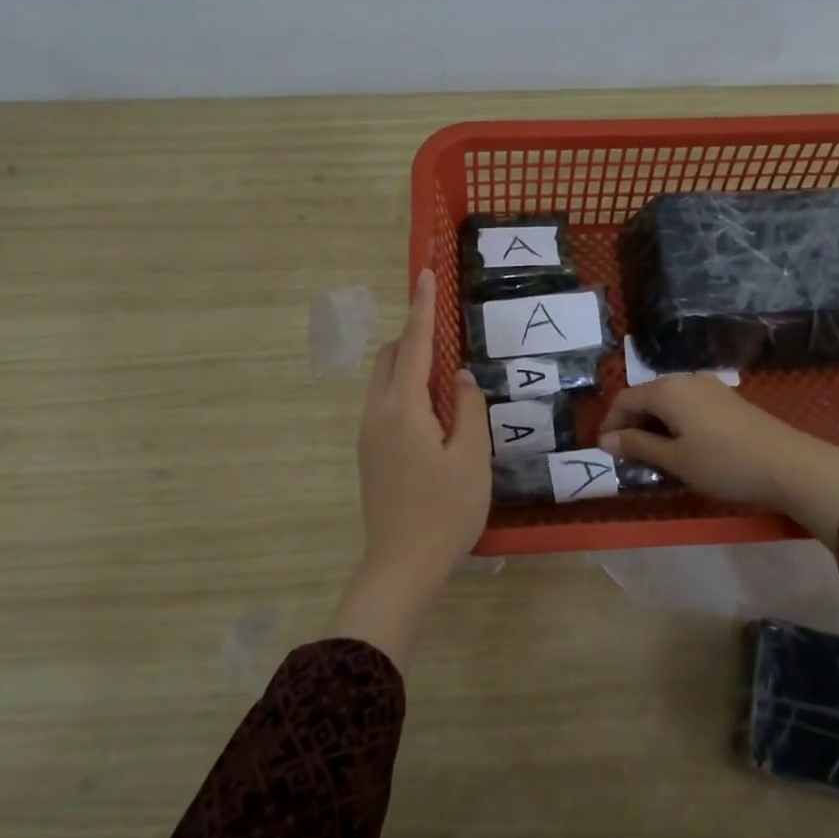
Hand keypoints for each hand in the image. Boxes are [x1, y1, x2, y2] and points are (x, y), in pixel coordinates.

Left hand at [335, 269, 489, 667]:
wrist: (402, 565)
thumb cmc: (445, 510)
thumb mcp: (471, 457)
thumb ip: (467, 408)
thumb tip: (459, 376)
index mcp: (402, 408)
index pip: (413, 344)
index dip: (420, 307)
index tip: (424, 273)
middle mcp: (376, 413)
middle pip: (389, 358)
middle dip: (412, 337)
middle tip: (446, 335)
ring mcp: (367, 435)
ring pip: (384, 383)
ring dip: (408, 367)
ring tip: (446, 381)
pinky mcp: (369, 454)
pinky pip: (384, 405)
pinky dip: (405, 392)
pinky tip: (433, 416)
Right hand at [597, 374, 838, 533]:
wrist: (789, 465)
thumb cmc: (724, 464)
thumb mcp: (675, 460)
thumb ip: (638, 446)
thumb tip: (606, 440)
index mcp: (667, 391)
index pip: (624, 399)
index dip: (610, 423)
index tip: (605, 451)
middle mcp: (686, 380)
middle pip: (646, 396)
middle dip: (631, 424)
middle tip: (627, 455)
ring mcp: (710, 387)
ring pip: (668, 401)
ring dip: (653, 424)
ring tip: (652, 454)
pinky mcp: (727, 400)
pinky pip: (688, 405)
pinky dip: (675, 423)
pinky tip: (681, 446)